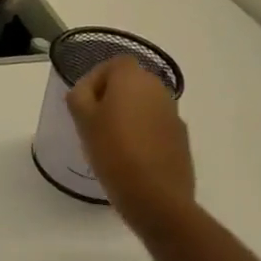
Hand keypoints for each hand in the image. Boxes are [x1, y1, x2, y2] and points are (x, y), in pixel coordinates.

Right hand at [66, 56, 195, 226]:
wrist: (156, 197)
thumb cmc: (113, 150)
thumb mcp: (82, 119)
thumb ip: (79, 94)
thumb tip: (86, 90)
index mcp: (133, 79)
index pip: (114, 64)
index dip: (97, 78)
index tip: (84, 101)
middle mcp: (158, 90)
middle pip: (131, 82)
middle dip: (112, 96)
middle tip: (93, 120)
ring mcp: (174, 115)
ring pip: (144, 104)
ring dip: (128, 114)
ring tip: (110, 140)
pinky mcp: (181, 140)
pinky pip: (156, 125)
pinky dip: (143, 133)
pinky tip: (130, 156)